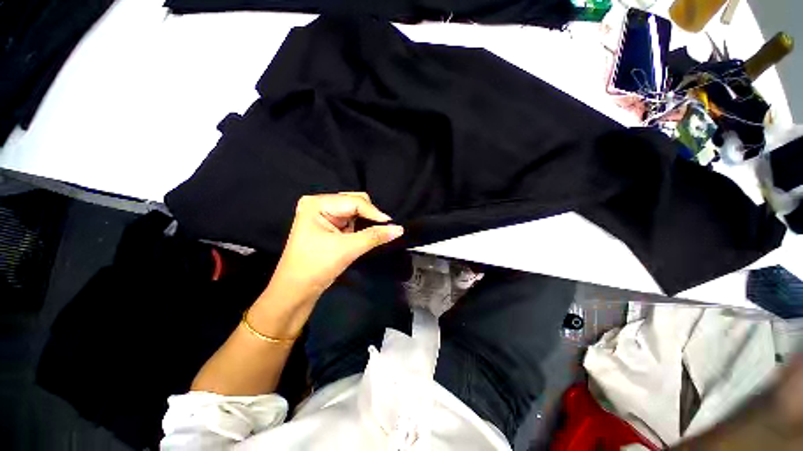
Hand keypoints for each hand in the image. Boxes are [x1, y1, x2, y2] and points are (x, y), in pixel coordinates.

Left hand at [270, 192, 403, 298]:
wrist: (296, 290)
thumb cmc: (316, 266)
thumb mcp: (347, 249)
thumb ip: (374, 236)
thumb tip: (399, 229)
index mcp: (317, 203)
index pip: (354, 202)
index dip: (374, 213)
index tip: (392, 225)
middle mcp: (320, 203)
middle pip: (355, 201)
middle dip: (370, 215)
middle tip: (384, 229)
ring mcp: (324, 213)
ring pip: (355, 211)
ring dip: (366, 221)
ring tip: (375, 233)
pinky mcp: (329, 224)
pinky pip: (351, 219)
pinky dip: (361, 226)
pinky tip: (366, 234)